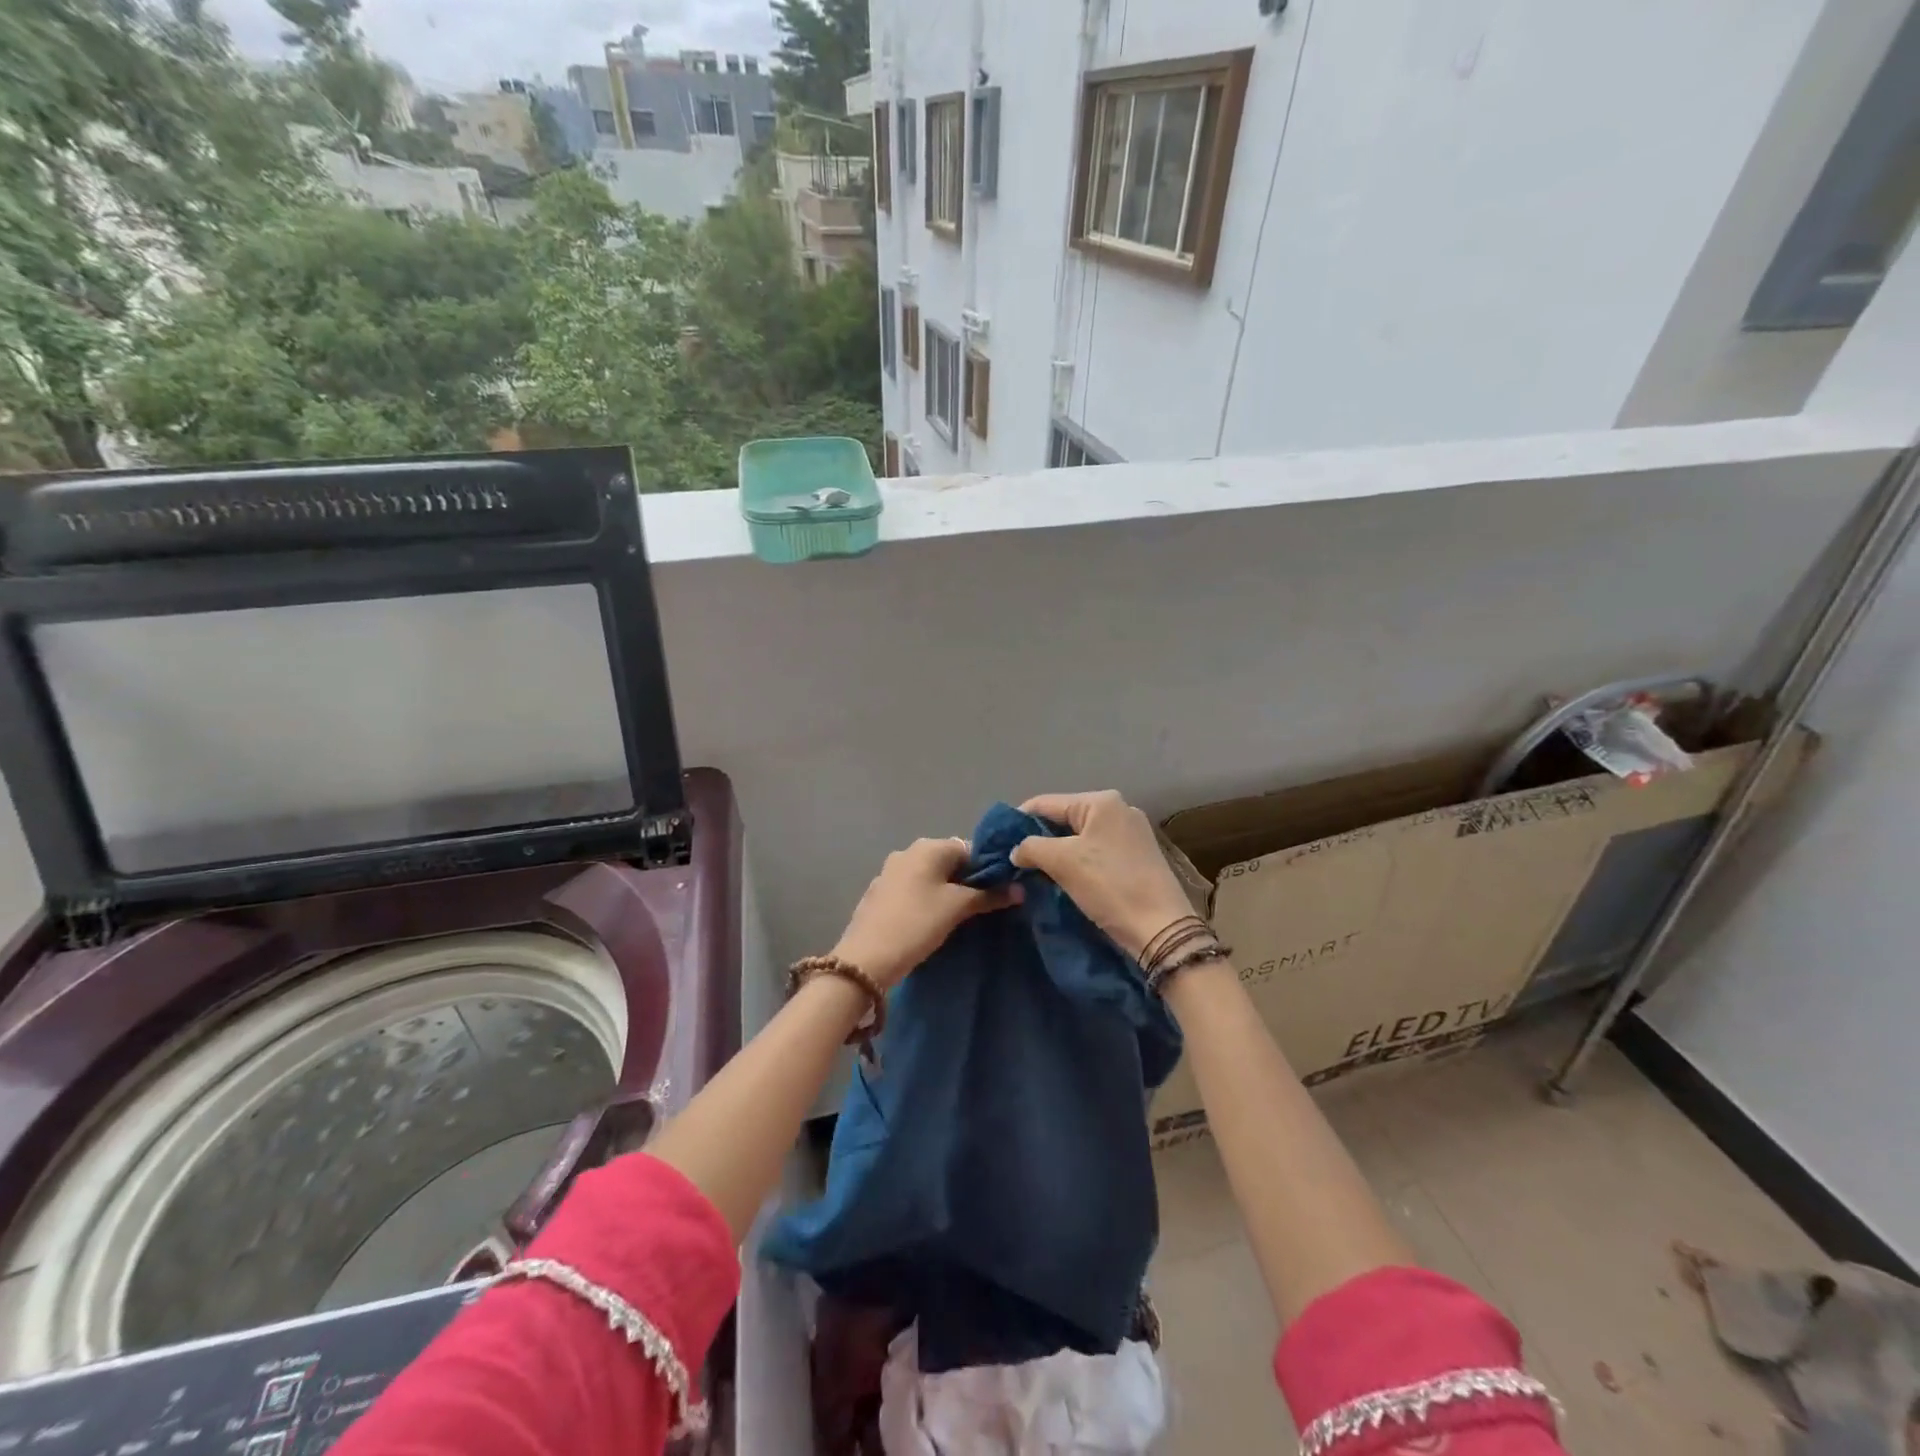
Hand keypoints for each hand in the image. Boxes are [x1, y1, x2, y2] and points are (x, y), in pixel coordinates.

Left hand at [832, 838, 1019, 988]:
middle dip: (966, 881)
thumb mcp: (957, 909)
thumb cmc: (917, 924)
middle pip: (948, 861)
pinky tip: (929, 922)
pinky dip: (925, 900)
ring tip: (957, 918)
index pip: (969, 848)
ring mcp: (889, 872)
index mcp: (928, 847)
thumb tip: (1020, 889)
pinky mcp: (879, 893)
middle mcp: (908, 851)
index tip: (998, 893)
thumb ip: (990, 896)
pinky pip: (912, 890)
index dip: (987, 869)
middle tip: (980, 908)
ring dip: (945, 892)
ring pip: (929, 876)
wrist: (866, 958)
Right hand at [1011, 791, 1198, 959]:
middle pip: (1064, 818)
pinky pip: (1097, 851)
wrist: (1161, 928)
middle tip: (1016, 860)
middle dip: (1039, 838)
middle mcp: (1119, 809)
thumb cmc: (1109, 885)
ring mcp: (1132, 833)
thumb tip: (1016, 850)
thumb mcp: (1062, 862)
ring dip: (1058, 853)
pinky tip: (1065, 879)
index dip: (1018, 821)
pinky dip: (1078, 862)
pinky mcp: (1139, 857)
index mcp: (1101, 801)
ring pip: (1080, 837)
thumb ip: (1031, 847)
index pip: (1046, 803)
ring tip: (1036, 872)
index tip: (998, 843)